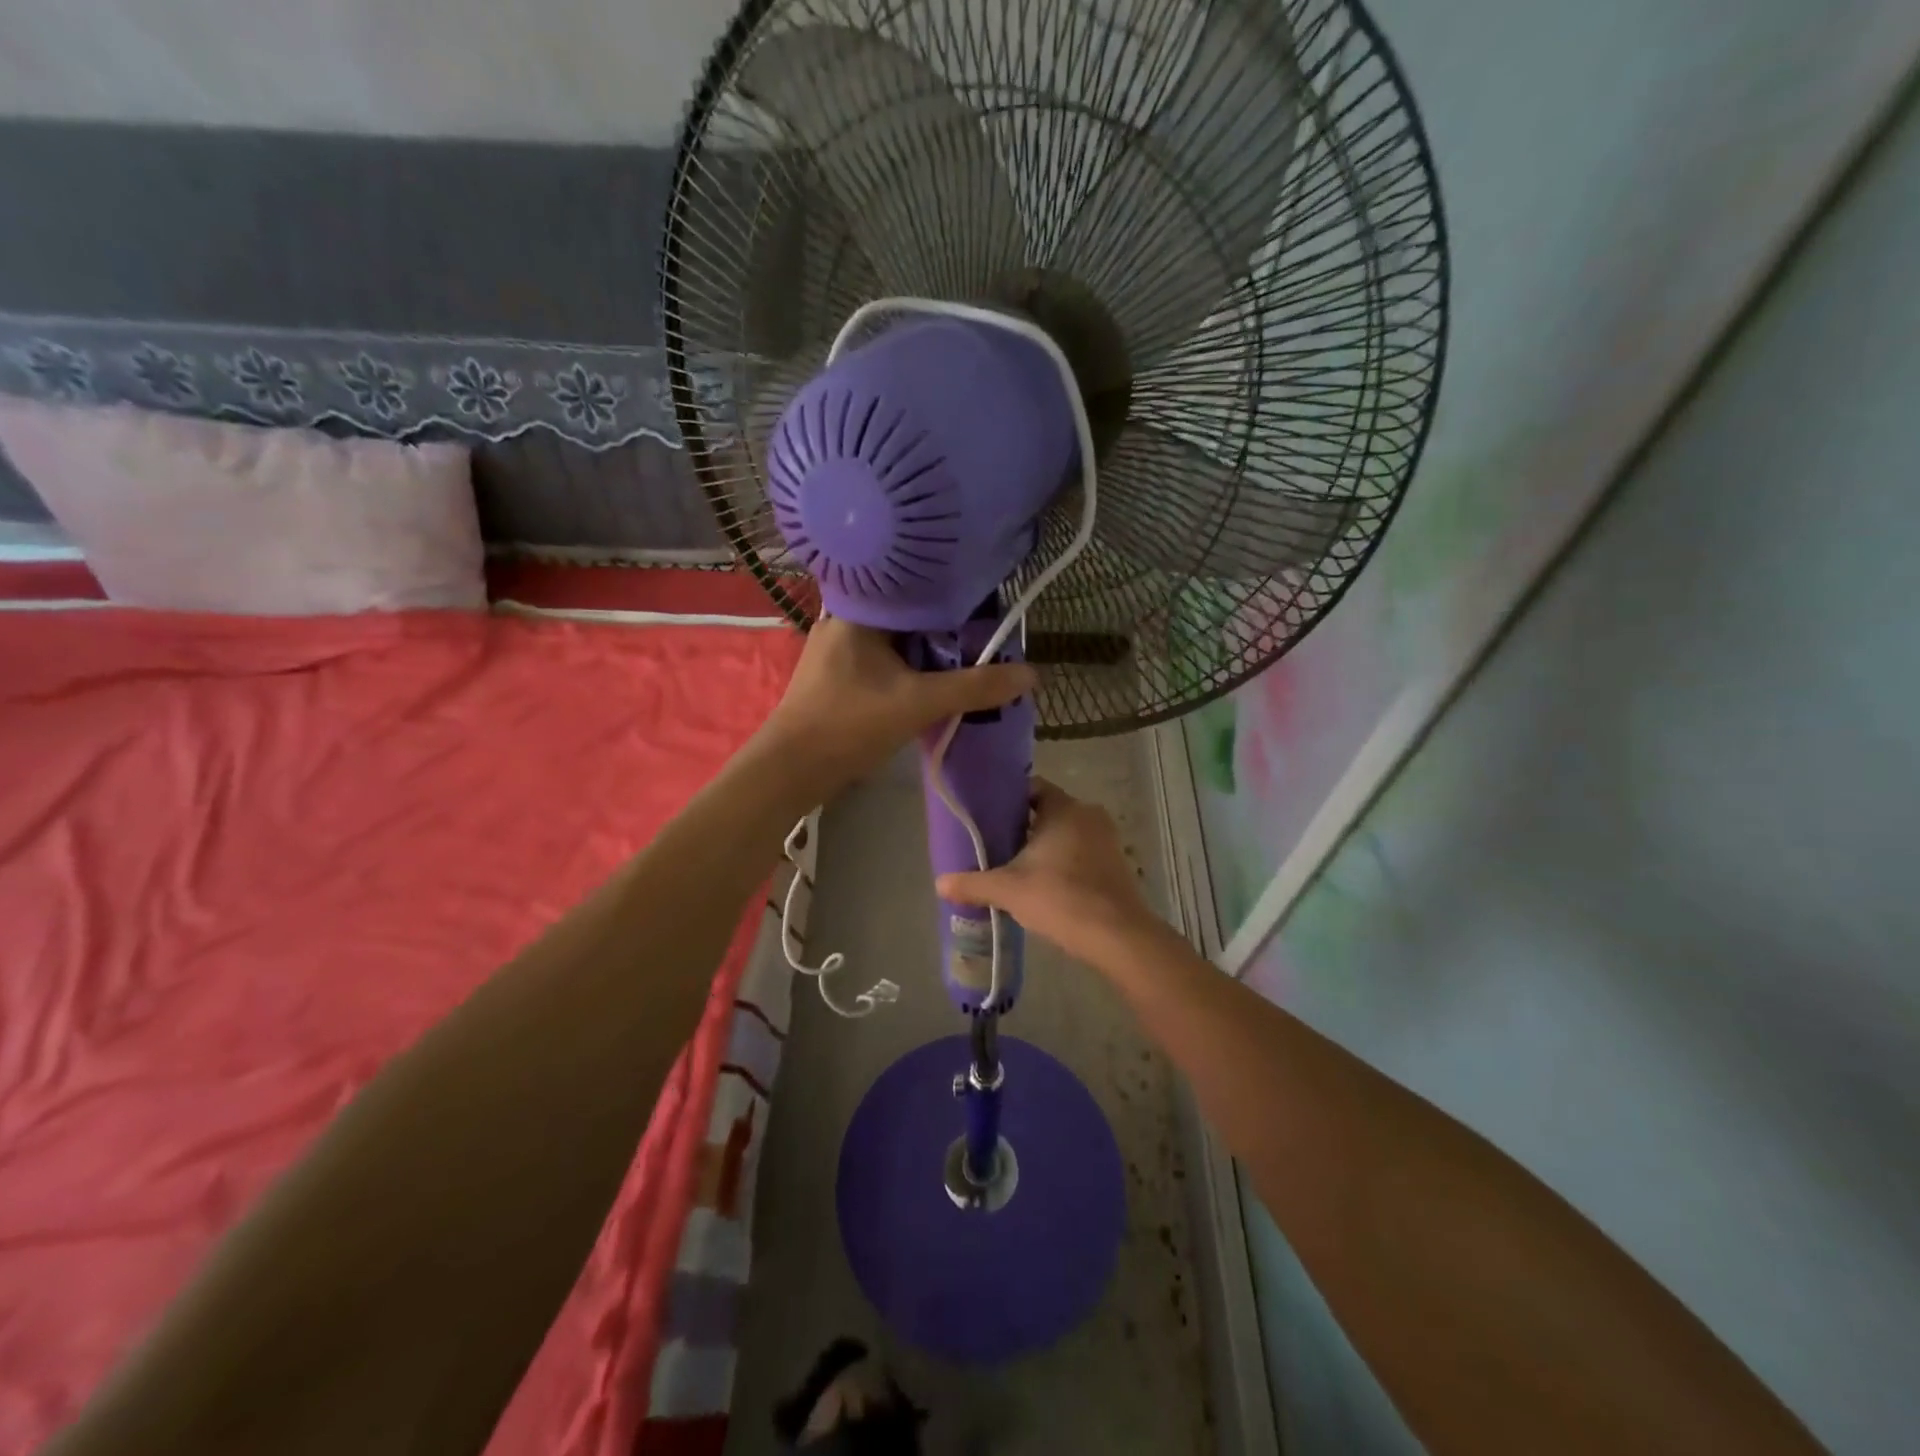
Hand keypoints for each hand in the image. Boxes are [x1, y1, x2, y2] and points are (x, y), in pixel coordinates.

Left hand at [759, 617, 1034, 802]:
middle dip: (945, 630)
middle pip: (908, 616)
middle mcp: (845, 620)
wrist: (791, 771)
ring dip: (928, 653)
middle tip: (985, 638)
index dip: (954, 596)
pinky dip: (909, 669)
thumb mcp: (919, 704)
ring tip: (969, 658)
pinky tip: (933, 681)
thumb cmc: (849, 725)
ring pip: (897, 641)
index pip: (915, 587)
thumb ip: (974, 687)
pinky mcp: (838, 676)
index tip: (988, 608)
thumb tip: (1031, 675)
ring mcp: (838, 650)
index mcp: (858, 611)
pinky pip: (884, 661)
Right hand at [935, 779, 1156, 965]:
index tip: (987, 816)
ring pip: (1066, 833)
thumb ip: (973, 883)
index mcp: (1064, 808)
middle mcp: (1088, 815)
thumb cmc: (1060, 898)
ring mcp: (1107, 839)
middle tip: (995, 844)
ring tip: (1016, 867)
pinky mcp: (1116, 863)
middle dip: (1023, 827)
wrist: (1117, 935)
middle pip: (1047, 812)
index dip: (1008, 800)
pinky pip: (1082, 852)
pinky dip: (1064, 862)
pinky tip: (1045, 884)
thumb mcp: (1008, 890)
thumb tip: (940, 883)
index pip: (1032, 789)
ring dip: (1044, 847)